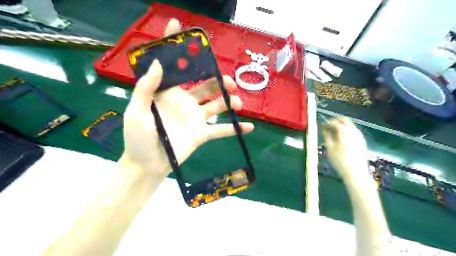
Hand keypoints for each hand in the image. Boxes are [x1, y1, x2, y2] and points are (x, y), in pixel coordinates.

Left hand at [119, 19, 254, 177]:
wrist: (148, 164)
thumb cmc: (138, 138)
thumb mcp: (137, 111)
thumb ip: (146, 88)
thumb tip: (158, 63)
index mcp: (168, 93)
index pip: (175, 68)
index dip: (177, 48)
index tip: (180, 27)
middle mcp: (185, 102)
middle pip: (206, 85)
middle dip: (218, 81)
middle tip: (229, 81)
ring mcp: (195, 118)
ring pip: (217, 105)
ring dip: (229, 102)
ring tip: (237, 102)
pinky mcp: (202, 134)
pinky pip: (221, 130)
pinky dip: (234, 128)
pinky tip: (248, 127)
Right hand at [322, 117, 367, 178]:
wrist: (355, 172)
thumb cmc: (339, 160)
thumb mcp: (329, 148)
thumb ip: (326, 135)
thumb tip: (324, 128)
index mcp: (344, 132)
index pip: (335, 122)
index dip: (328, 122)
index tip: (323, 125)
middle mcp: (353, 131)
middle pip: (345, 120)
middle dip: (336, 121)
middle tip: (329, 125)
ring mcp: (359, 136)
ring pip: (350, 125)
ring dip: (342, 125)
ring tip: (334, 132)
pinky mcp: (362, 141)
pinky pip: (353, 131)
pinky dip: (347, 130)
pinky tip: (342, 138)